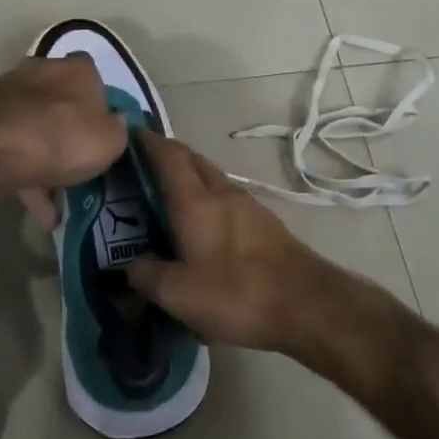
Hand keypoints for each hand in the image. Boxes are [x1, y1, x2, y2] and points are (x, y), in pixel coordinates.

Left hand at [0, 54, 127, 214]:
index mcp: (77, 69)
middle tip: (82, 164)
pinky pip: (14, 153)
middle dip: (70, 133)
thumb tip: (115, 124)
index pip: (94, 78)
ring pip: (35, 131)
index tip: (105, 133)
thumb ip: (119, 131)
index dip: (102, 105)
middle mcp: (41, 73)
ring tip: (61, 203)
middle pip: (62, 104)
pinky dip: (27, 180)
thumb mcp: (111, 140)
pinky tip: (41, 214)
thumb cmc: (62, 137)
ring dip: (47, 163)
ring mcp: (8, 97)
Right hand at [126, 130, 344, 355]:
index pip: (167, 156)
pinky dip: (208, 199)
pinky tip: (203, 224)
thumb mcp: (178, 294)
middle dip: (167, 156)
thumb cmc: (236, 293)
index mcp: (195, 201)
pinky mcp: (266, 224)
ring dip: (190, 178)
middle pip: (192, 161)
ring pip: (212, 179)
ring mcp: (249, 206)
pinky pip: (228, 199)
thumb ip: (147, 275)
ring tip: (169, 196)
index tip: (129, 134)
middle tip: (142, 167)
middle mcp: (222, 193)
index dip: (147, 142)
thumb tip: (131, 265)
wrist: (308, 305)